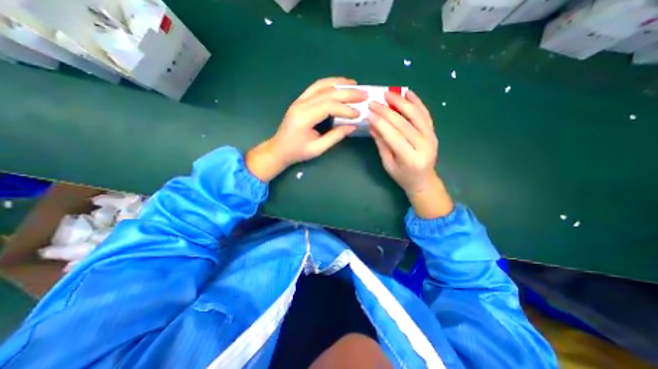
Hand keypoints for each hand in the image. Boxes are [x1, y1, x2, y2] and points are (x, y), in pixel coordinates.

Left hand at [248, 78, 367, 181]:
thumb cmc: (297, 152)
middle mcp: (301, 104)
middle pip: (327, 93)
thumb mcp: (317, 148)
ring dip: (339, 83)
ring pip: (321, 85)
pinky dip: (329, 84)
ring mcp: (299, 100)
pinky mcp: (300, 101)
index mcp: (304, 117)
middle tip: (364, 94)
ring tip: (354, 85)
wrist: (279, 149)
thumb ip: (335, 136)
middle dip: (347, 93)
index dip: (345, 109)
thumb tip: (353, 126)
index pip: (329, 106)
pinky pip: (316, 87)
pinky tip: (339, 85)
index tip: (359, 114)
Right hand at [367, 90, 455, 218]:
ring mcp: (431, 138)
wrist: (424, 181)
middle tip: (374, 102)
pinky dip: (417, 102)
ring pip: (416, 115)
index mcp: (410, 158)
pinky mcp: (433, 132)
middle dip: (387, 111)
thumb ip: (382, 144)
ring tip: (389, 93)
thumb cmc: (403, 176)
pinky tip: (408, 93)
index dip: (381, 123)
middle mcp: (424, 146)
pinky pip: (425, 115)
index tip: (369, 113)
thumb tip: (372, 126)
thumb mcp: (388, 164)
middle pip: (404, 124)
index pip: (393, 136)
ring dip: (402, 102)